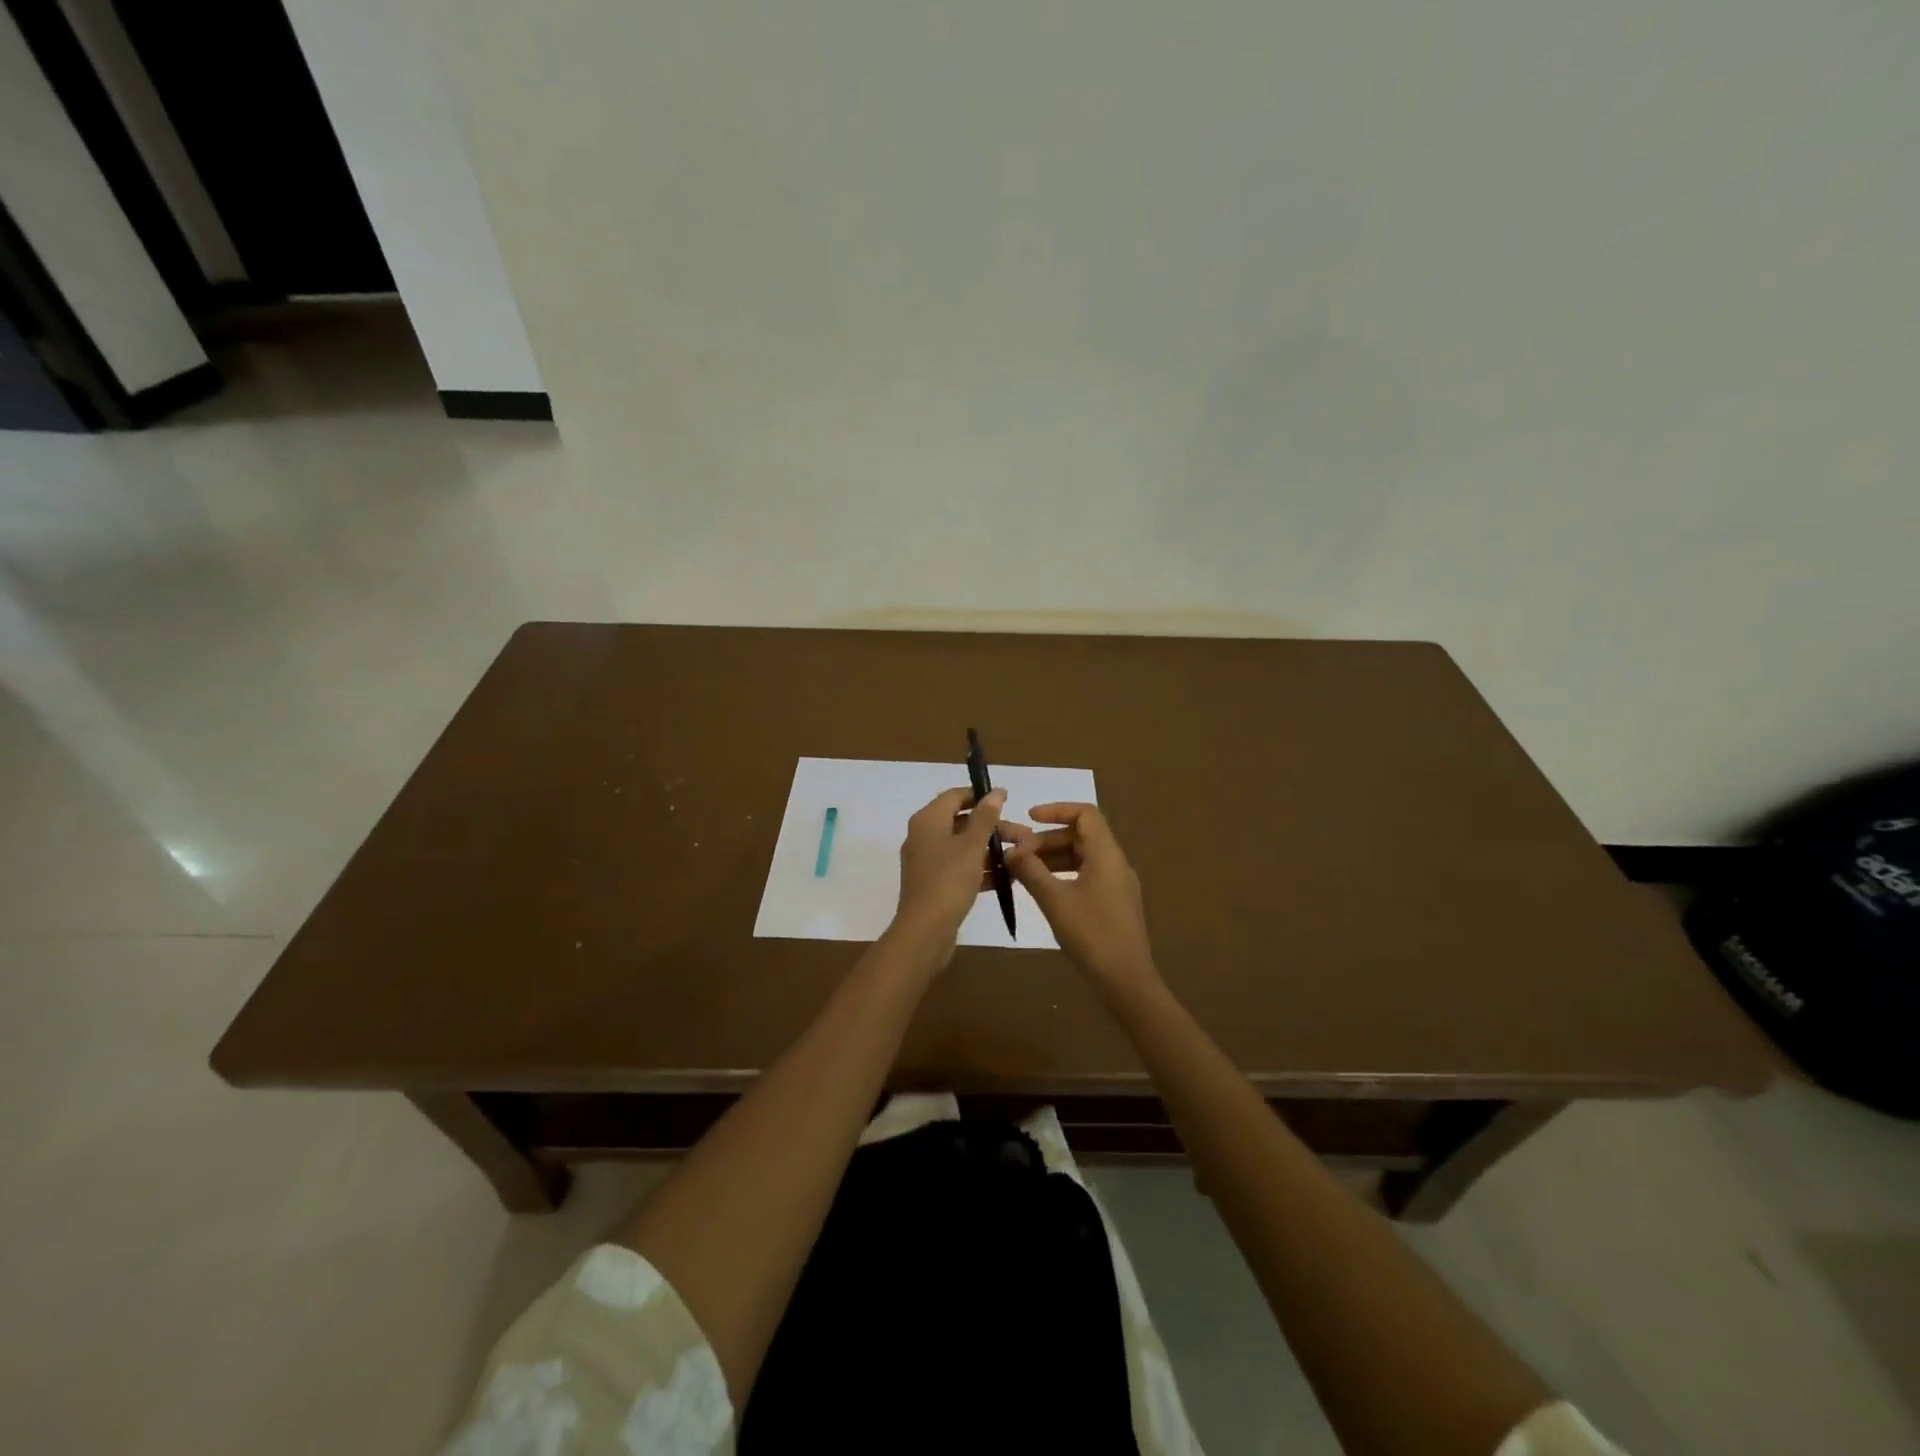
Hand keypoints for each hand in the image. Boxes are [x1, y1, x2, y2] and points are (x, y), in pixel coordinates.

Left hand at [892, 786, 1009, 956]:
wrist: (925, 930)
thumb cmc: (948, 880)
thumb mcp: (971, 845)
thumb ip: (985, 817)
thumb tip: (995, 791)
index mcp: (928, 820)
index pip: (955, 796)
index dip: (981, 795)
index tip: (1008, 802)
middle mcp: (924, 836)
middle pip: (962, 822)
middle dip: (994, 827)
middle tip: (1024, 836)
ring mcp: (928, 861)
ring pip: (964, 847)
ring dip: (992, 849)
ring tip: (1022, 857)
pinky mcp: (935, 884)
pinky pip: (961, 868)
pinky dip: (981, 869)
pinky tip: (1007, 878)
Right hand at [1002, 803, 1156, 986]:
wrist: (1126, 979)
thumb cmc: (1091, 933)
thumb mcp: (1054, 900)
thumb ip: (1031, 871)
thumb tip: (1011, 851)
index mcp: (1107, 854)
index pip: (1085, 814)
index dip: (1057, 810)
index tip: (1029, 818)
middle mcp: (1115, 863)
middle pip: (1081, 836)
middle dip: (1047, 840)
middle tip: (1018, 855)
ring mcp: (1117, 884)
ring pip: (1082, 857)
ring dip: (1053, 858)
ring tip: (1024, 871)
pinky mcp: (1114, 903)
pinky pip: (1087, 875)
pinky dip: (1063, 874)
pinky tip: (1043, 890)